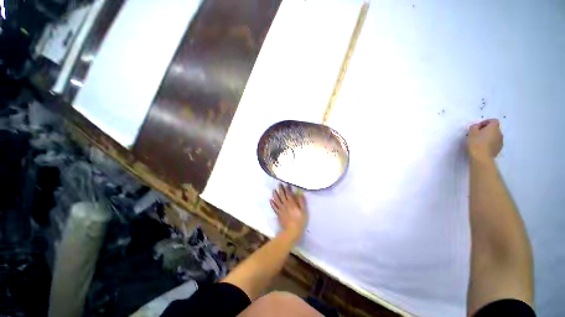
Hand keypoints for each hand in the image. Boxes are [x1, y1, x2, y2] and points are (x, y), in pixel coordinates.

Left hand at [270, 184, 307, 241]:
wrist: (292, 232)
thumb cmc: (300, 221)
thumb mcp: (304, 211)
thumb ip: (302, 202)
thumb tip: (300, 194)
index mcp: (292, 203)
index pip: (289, 194)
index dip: (287, 189)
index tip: (286, 184)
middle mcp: (285, 205)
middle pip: (282, 195)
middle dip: (280, 189)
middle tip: (279, 184)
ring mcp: (281, 209)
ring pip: (277, 200)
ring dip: (275, 194)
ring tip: (273, 190)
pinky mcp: (278, 214)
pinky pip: (274, 207)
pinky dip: (272, 203)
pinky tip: (271, 200)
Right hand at [467, 119, 502, 160]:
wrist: (481, 157)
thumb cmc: (476, 142)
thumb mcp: (471, 132)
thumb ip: (474, 127)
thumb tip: (477, 126)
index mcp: (494, 127)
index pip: (493, 120)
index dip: (486, 122)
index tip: (478, 126)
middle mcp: (499, 133)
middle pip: (494, 128)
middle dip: (486, 130)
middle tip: (477, 134)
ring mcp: (500, 141)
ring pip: (494, 136)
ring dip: (488, 137)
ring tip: (479, 141)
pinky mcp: (499, 149)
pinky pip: (494, 143)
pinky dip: (489, 143)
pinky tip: (483, 147)